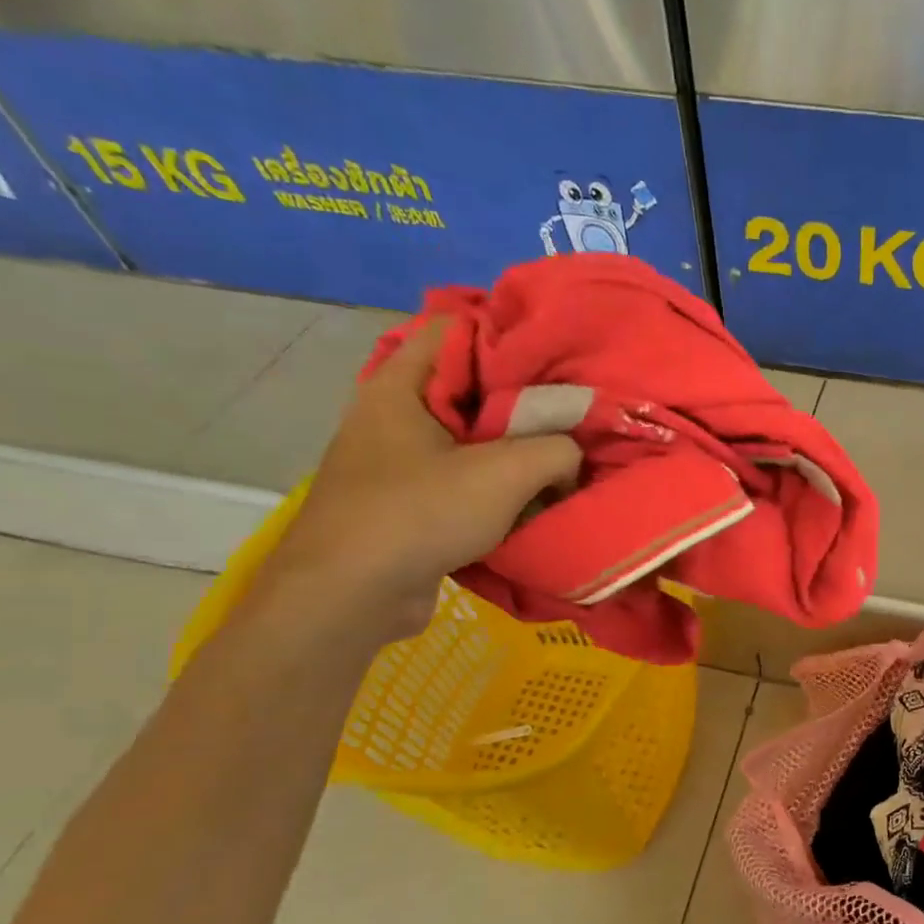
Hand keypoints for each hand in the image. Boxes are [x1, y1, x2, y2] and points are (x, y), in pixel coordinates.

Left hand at [262, 317, 579, 639]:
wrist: (351, 594)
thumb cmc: (420, 514)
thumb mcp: (506, 473)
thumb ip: (556, 451)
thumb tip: (572, 457)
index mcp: (401, 386)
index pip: (456, 329)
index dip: (508, 335)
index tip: (557, 357)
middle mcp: (392, 415)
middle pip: (469, 388)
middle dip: (523, 401)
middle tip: (573, 413)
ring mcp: (395, 462)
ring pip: (469, 439)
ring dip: (513, 451)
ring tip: (562, 460)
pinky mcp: (405, 503)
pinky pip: (460, 480)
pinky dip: (495, 487)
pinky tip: (531, 501)